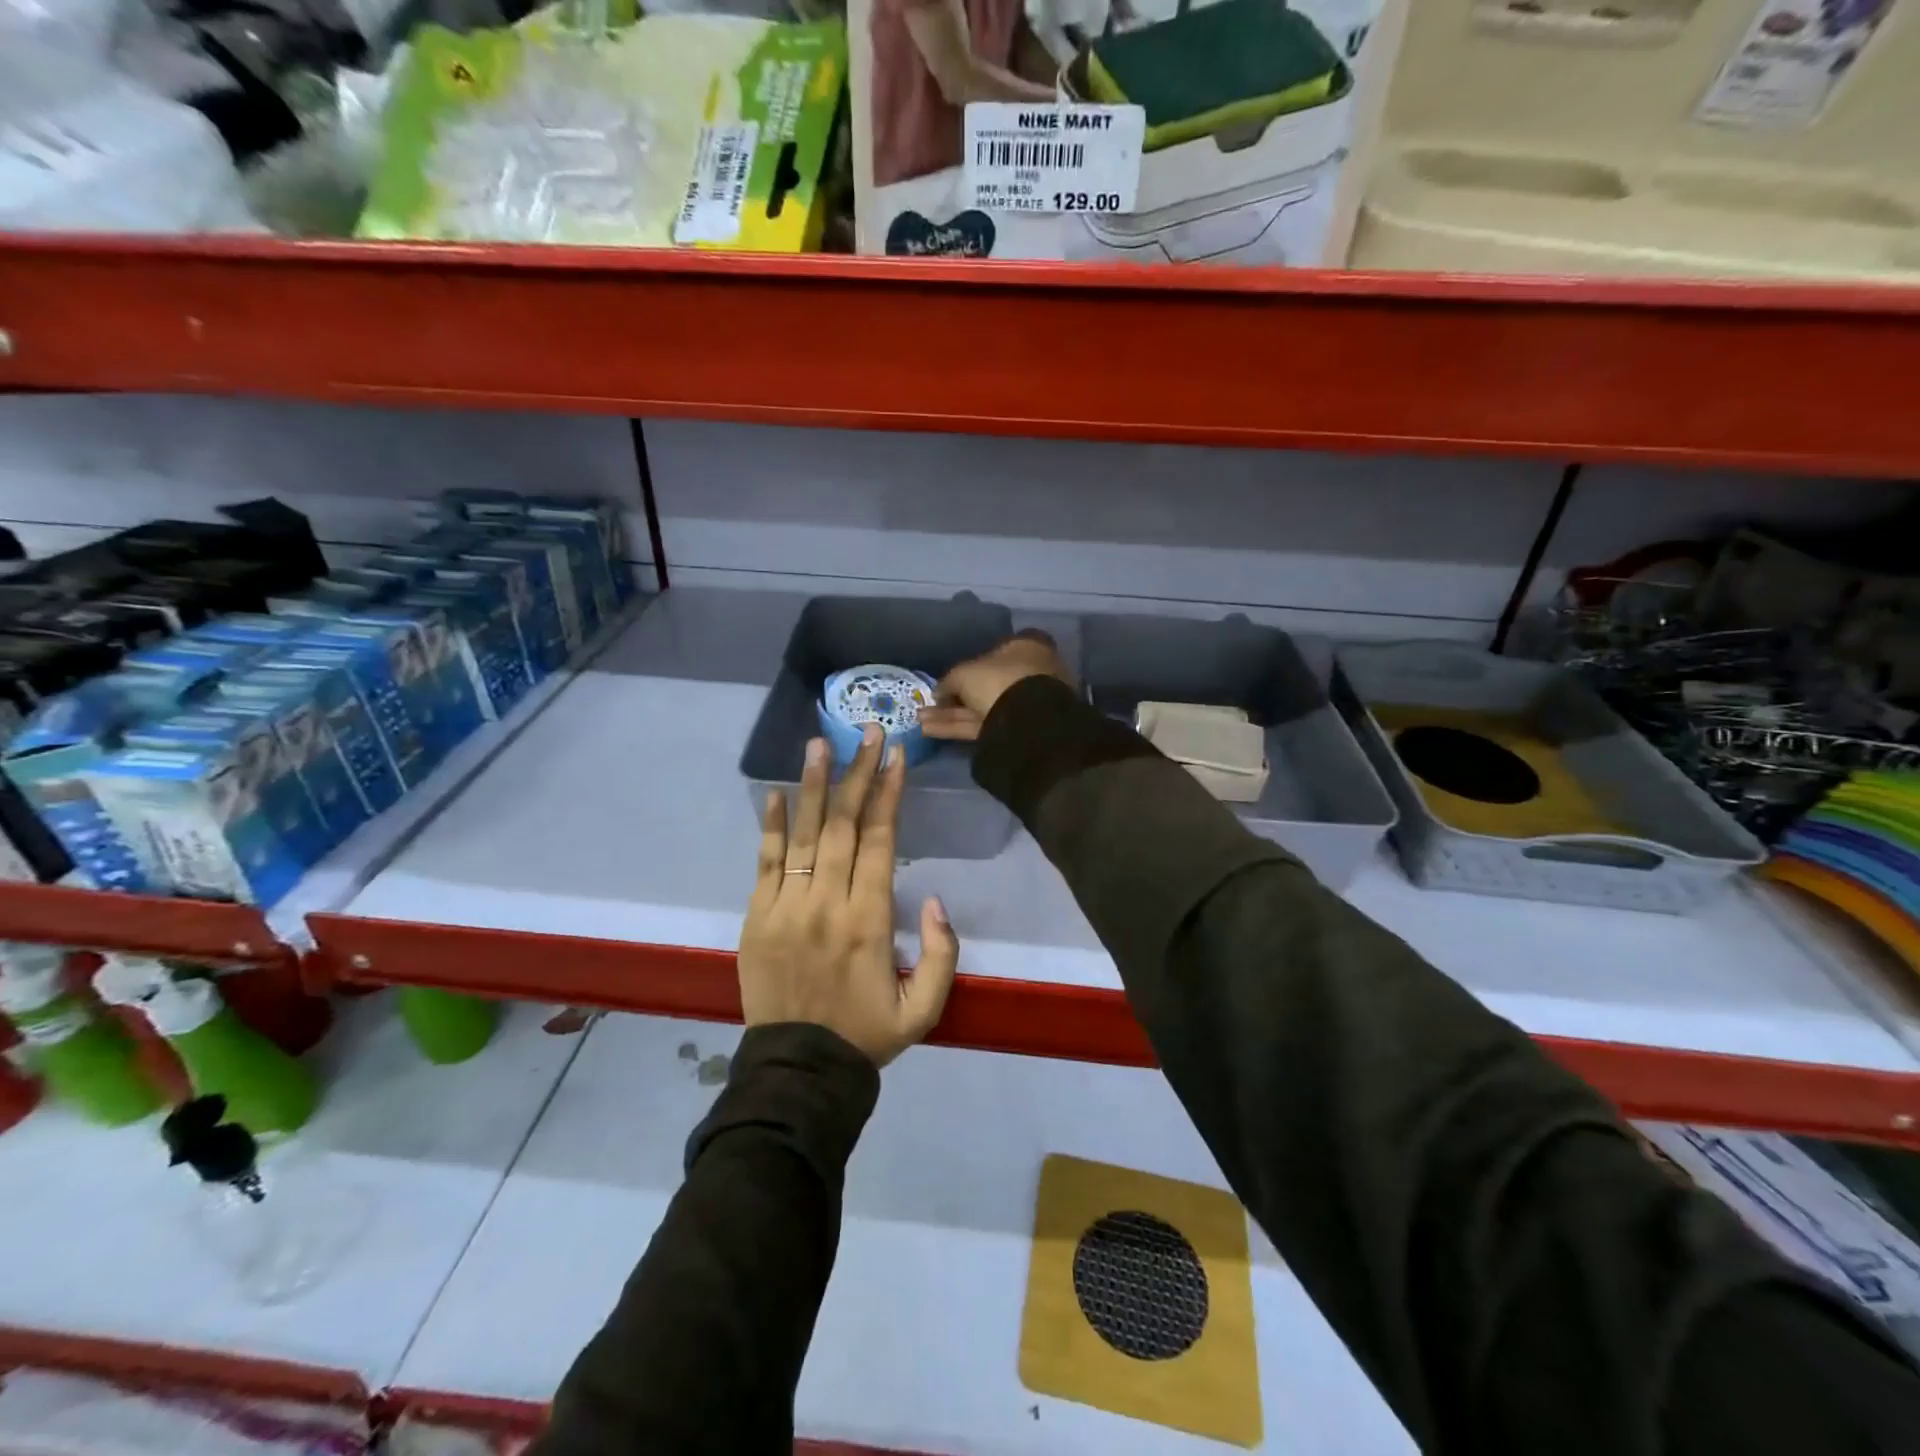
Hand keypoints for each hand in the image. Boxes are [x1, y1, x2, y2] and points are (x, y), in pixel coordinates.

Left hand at [738, 725, 958, 1065]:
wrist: (799, 1072)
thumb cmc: (866, 1036)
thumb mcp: (925, 1009)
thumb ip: (941, 954)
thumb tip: (934, 899)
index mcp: (869, 921)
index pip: (879, 840)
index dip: (888, 794)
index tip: (896, 756)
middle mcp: (827, 904)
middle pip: (842, 825)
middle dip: (857, 773)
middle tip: (867, 731)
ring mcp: (785, 908)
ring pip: (802, 834)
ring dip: (812, 785)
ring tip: (819, 744)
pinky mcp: (755, 918)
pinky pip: (763, 863)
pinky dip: (770, 826)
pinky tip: (775, 792)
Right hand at [919, 630, 1072, 742]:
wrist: (1027, 721)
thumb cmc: (998, 680)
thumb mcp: (964, 674)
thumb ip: (949, 681)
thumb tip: (939, 692)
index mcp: (1025, 648)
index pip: (998, 649)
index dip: (973, 661)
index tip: (953, 673)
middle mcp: (1028, 674)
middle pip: (986, 684)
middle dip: (955, 695)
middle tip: (929, 702)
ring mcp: (1024, 704)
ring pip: (981, 707)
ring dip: (950, 714)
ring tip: (920, 719)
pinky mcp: (1015, 730)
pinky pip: (983, 725)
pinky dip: (957, 727)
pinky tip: (929, 730)